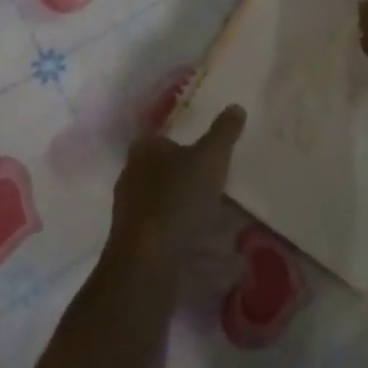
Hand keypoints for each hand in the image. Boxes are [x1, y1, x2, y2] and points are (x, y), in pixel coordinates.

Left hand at [106, 105, 244, 266]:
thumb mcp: (210, 158)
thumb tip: (236, 106)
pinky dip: (186, 238)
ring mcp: (131, 213)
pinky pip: (167, 234)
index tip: (208, 152)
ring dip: (189, 211)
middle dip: (189, 178)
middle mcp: (131, 177)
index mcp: (144, 150)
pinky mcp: (136, 244)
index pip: (164, 138)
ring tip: (220, 219)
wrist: (149, 261)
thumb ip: (224, 132)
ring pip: (165, 204)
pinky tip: (210, 250)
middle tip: (218, 185)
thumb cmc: (178, 198)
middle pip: (164, 171)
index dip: (185, 142)